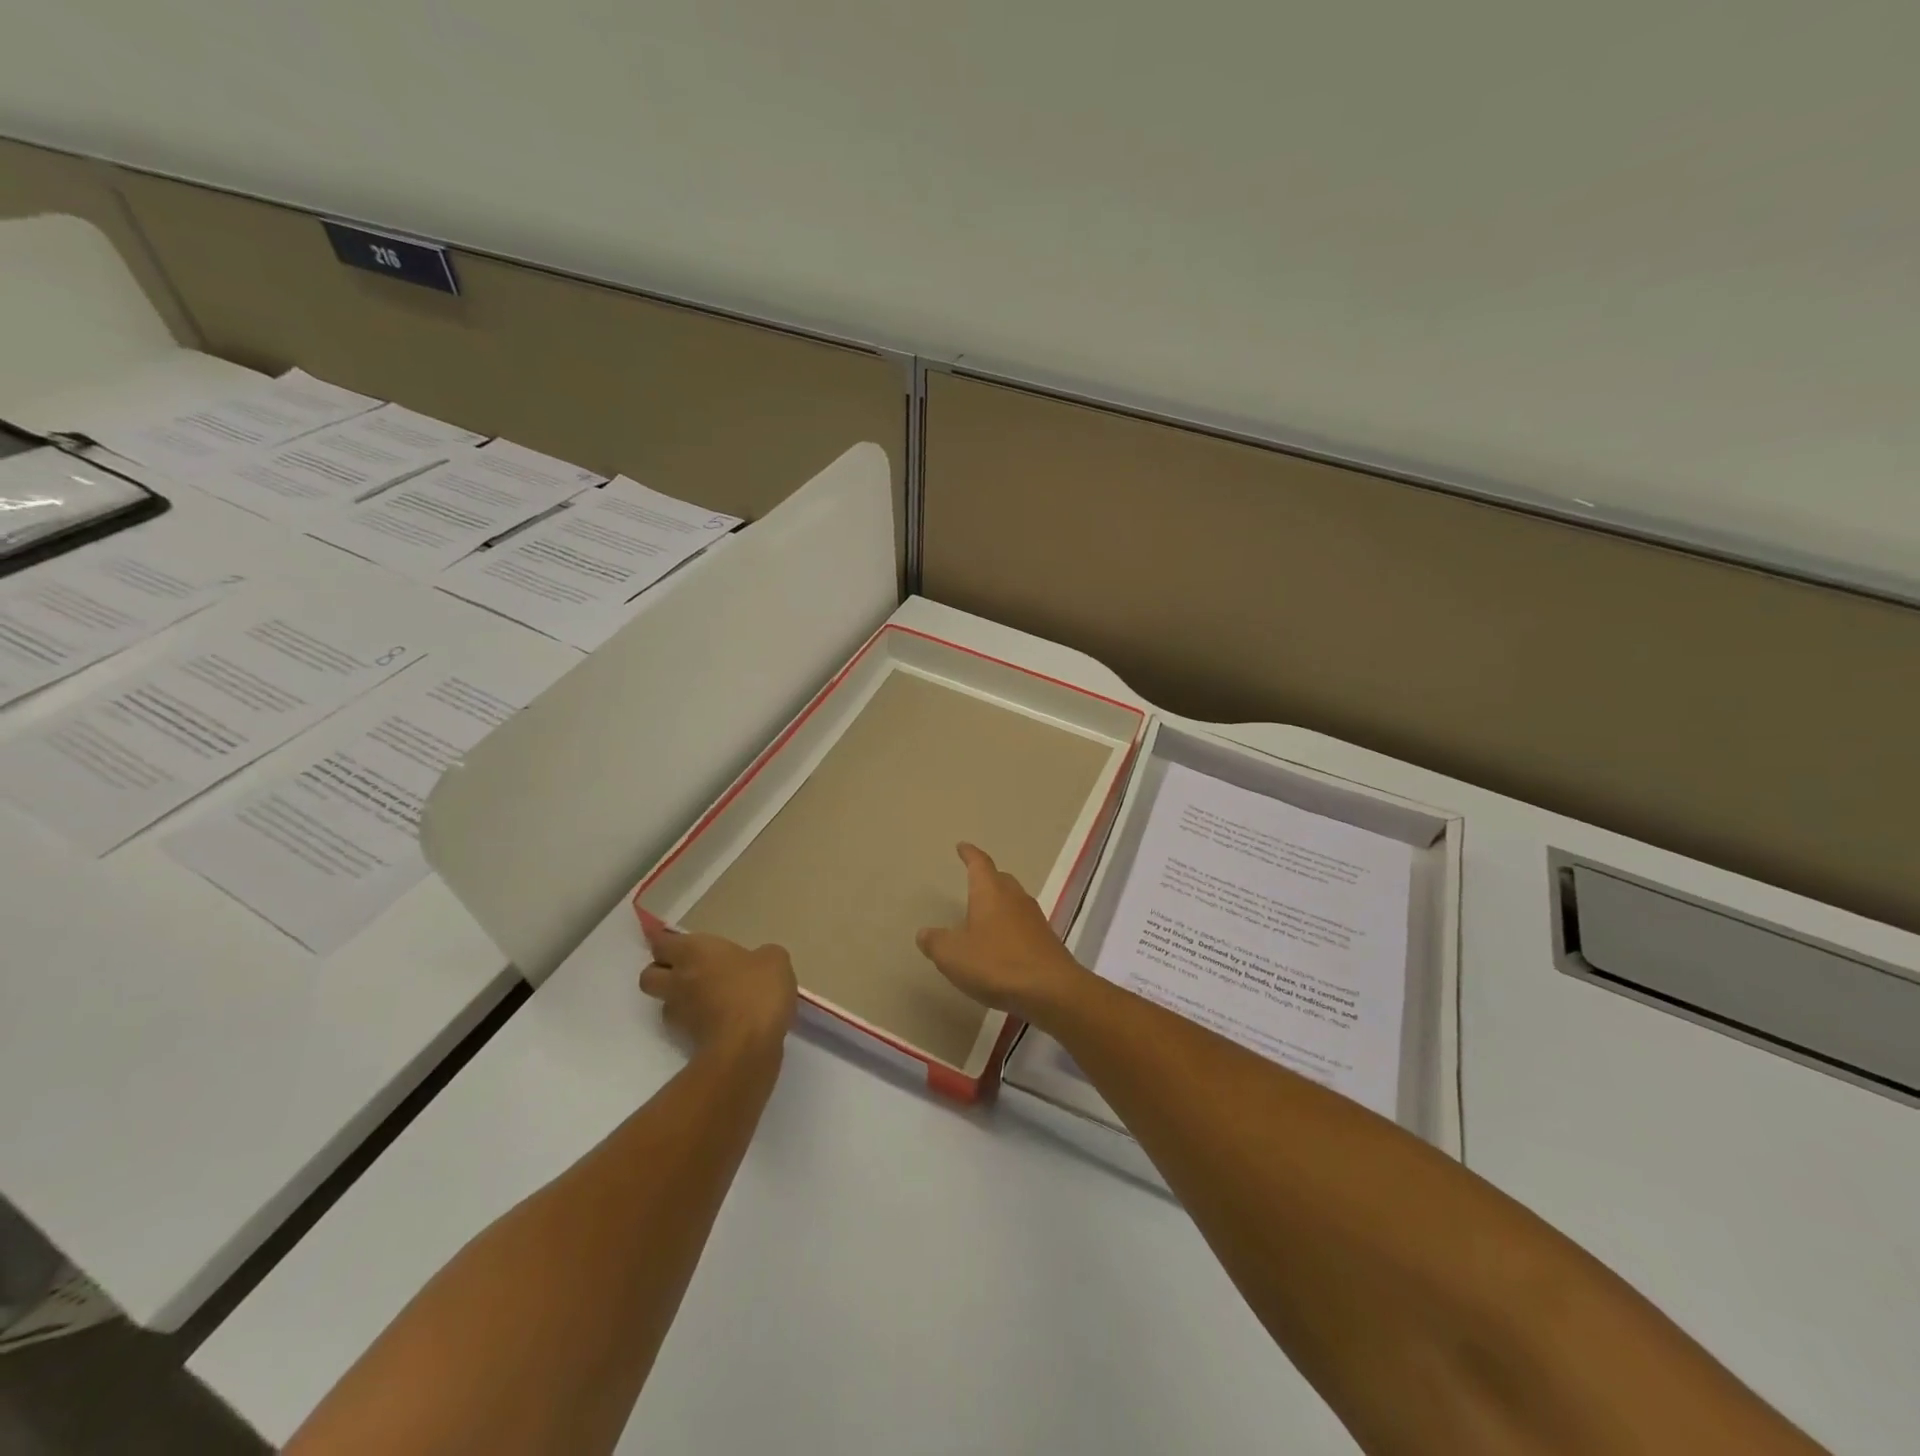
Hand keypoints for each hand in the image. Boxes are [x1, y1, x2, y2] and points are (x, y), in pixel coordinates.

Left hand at [638, 910, 796, 1057]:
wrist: (746, 1048)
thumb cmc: (756, 991)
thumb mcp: (774, 960)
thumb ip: (760, 956)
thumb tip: (757, 962)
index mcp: (693, 952)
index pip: (661, 942)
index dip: (661, 939)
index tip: (665, 935)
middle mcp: (678, 981)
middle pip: (649, 975)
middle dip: (661, 971)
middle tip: (686, 969)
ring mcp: (679, 1014)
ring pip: (664, 1002)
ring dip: (678, 998)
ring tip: (705, 997)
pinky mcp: (687, 1042)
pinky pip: (685, 1025)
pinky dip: (696, 1021)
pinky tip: (720, 1019)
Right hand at [916, 843, 1092, 1017]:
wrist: (1051, 990)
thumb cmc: (996, 963)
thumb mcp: (953, 955)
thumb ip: (936, 942)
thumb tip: (924, 933)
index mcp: (990, 892)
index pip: (979, 863)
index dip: (969, 854)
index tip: (962, 846)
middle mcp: (1014, 897)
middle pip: (1000, 879)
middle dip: (987, 878)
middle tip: (974, 881)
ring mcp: (1034, 918)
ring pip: (1014, 901)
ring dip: (1000, 904)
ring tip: (985, 915)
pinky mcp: (1046, 940)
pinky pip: (1023, 924)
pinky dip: (1010, 927)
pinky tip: (1002, 944)